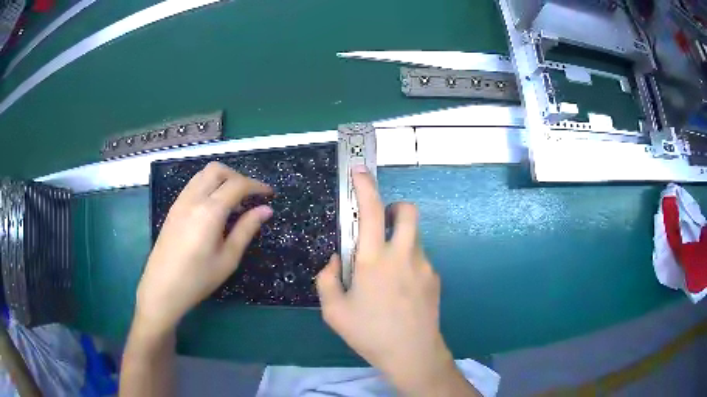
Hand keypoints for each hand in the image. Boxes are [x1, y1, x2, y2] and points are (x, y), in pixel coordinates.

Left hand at [136, 162, 272, 334]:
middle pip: (218, 170)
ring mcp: (180, 201)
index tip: (270, 195)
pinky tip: (213, 207)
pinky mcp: (173, 208)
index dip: (257, 186)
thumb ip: (246, 229)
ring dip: (222, 179)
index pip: (237, 185)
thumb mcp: (228, 258)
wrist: (162, 288)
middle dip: (238, 177)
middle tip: (250, 196)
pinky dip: (208, 185)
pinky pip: (193, 184)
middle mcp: (193, 198)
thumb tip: (266, 210)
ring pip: (203, 174)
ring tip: (233, 201)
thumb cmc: (198, 278)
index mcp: (209, 211)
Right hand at [316, 166, 475, 395]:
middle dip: (394, 208)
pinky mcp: (435, 279)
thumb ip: (327, 279)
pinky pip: (419, 260)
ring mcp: (424, 266)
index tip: (360, 171)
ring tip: (386, 274)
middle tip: (380, 226)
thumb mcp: (334, 311)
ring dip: (399, 242)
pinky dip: (408, 264)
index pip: (371, 211)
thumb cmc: (369, 333)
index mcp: (374, 260)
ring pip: (414, 238)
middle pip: (408, 211)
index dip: (365, 186)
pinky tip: (400, 293)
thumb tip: (335, 260)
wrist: (412, 354)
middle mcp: (403, 255)